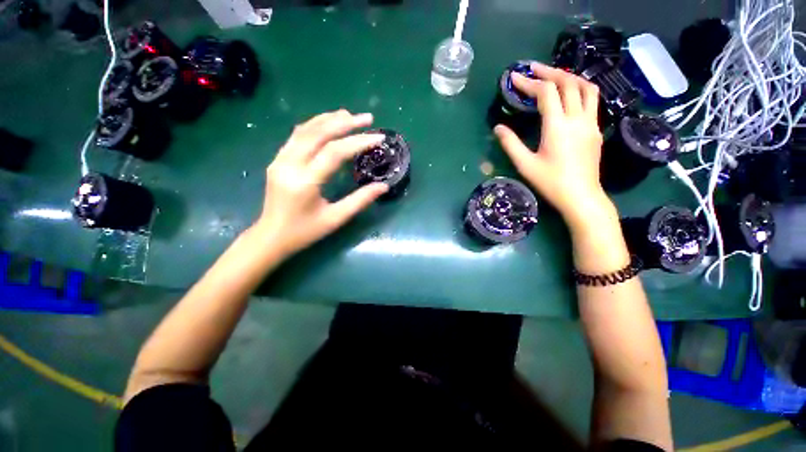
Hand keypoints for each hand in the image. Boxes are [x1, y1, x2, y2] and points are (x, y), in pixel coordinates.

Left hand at [253, 110, 388, 255]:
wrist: (270, 236)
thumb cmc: (305, 231)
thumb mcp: (335, 219)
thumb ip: (360, 200)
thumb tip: (384, 186)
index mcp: (305, 182)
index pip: (334, 152)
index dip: (358, 142)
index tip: (378, 137)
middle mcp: (289, 164)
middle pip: (318, 133)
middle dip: (345, 122)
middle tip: (367, 118)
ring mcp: (280, 159)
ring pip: (305, 129)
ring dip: (329, 119)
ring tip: (350, 115)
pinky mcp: (278, 159)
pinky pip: (297, 136)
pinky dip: (315, 126)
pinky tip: (328, 124)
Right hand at [494, 63, 610, 228]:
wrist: (581, 196)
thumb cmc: (550, 182)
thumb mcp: (525, 164)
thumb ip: (510, 144)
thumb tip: (498, 128)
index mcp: (557, 126)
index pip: (545, 93)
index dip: (529, 82)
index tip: (514, 77)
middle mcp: (577, 118)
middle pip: (568, 82)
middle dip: (549, 72)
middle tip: (533, 69)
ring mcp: (591, 122)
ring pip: (585, 87)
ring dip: (568, 76)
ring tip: (553, 76)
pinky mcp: (596, 129)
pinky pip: (591, 99)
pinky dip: (579, 89)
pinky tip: (569, 95)